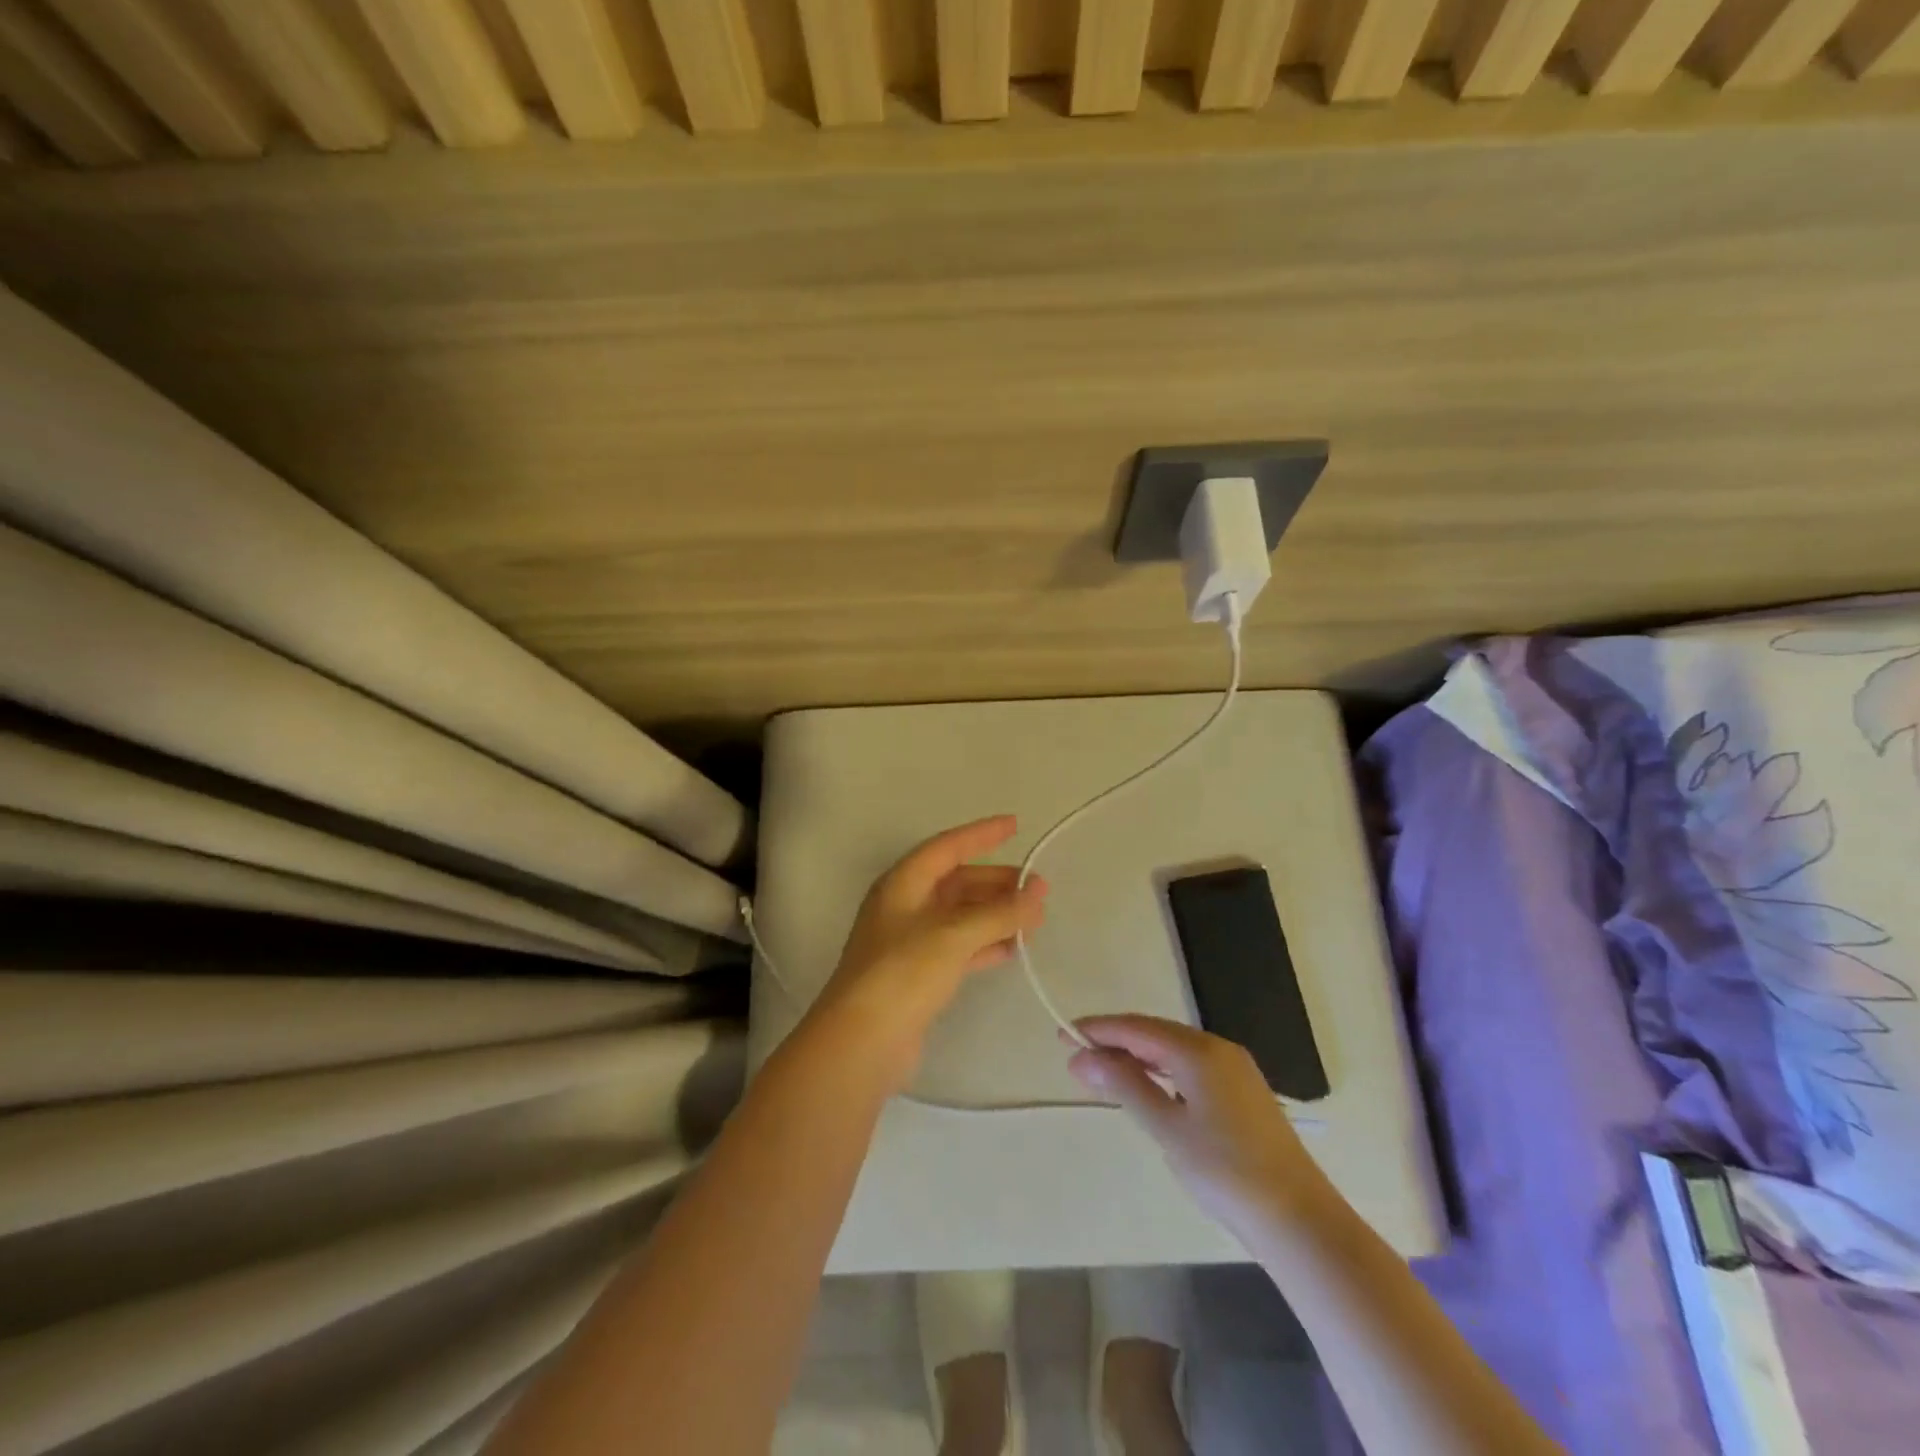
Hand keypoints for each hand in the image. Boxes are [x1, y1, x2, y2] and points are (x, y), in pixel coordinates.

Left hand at [803, 816, 1047, 1092]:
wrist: (862, 1042)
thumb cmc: (903, 973)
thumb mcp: (953, 935)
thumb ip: (999, 913)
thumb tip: (1039, 892)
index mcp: (902, 884)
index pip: (947, 847)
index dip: (981, 834)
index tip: (1015, 825)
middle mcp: (904, 906)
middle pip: (956, 882)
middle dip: (996, 883)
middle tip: (1037, 888)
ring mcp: (910, 942)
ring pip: (961, 916)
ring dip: (995, 914)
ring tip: (1034, 919)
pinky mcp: (918, 975)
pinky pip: (960, 947)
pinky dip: (986, 944)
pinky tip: (1012, 949)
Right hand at [1065, 1015, 1319, 1237]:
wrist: (1299, 1219)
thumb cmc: (1225, 1171)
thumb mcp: (1167, 1128)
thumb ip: (1124, 1085)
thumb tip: (1081, 1056)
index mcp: (1198, 1051)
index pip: (1136, 1028)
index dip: (1098, 1029)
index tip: (1063, 1035)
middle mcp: (1218, 1049)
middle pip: (1155, 1033)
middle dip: (1115, 1041)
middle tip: (1077, 1055)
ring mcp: (1235, 1070)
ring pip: (1174, 1050)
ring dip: (1138, 1056)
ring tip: (1105, 1070)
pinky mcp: (1243, 1093)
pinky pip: (1191, 1066)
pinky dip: (1162, 1071)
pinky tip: (1150, 1088)